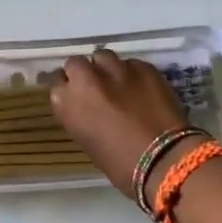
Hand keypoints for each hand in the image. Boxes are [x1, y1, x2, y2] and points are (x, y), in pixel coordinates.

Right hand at [50, 50, 191, 200]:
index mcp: (67, 103)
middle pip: (76, 63)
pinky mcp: (142, 67)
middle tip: (95, 87)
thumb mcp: (88, 142)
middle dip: (83, 73)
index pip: (56, 83)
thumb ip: (81, 116)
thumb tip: (87, 107)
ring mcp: (116, 69)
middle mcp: (86, 79)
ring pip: (103, 56)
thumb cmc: (122, 166)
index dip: (67, 89)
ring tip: (118, 83)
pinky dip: (132, 74)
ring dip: (106, 68)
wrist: (165, 160)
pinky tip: (142, 88)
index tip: (74, 96)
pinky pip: (131, 64)